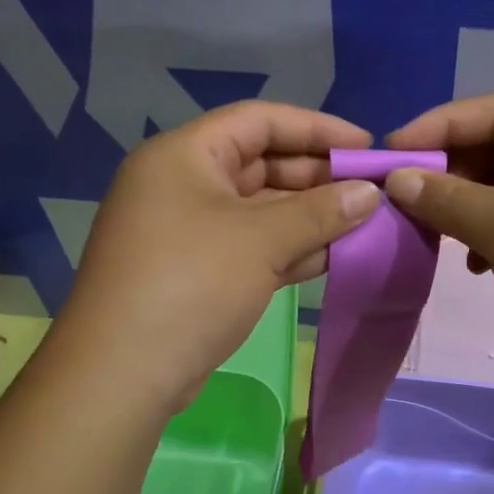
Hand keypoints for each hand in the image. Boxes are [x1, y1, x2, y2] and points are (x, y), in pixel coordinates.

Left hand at [55, 101, 379, 412]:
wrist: (123, 373)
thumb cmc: (192, 284)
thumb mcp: (262, 240)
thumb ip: (320, 211)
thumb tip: (370, 193)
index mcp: (184, 155)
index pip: (259, 120)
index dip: (317, 128)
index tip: (365, 147)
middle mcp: (182, 183)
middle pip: (260, 164)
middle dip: (317, 178)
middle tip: (370, 192)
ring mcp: (186, 230)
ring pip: (259, 210)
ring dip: (308, 217)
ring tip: (363, 224)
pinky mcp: (195, 271)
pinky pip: (250, 245)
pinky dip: (288, 248)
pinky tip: (332, 256)